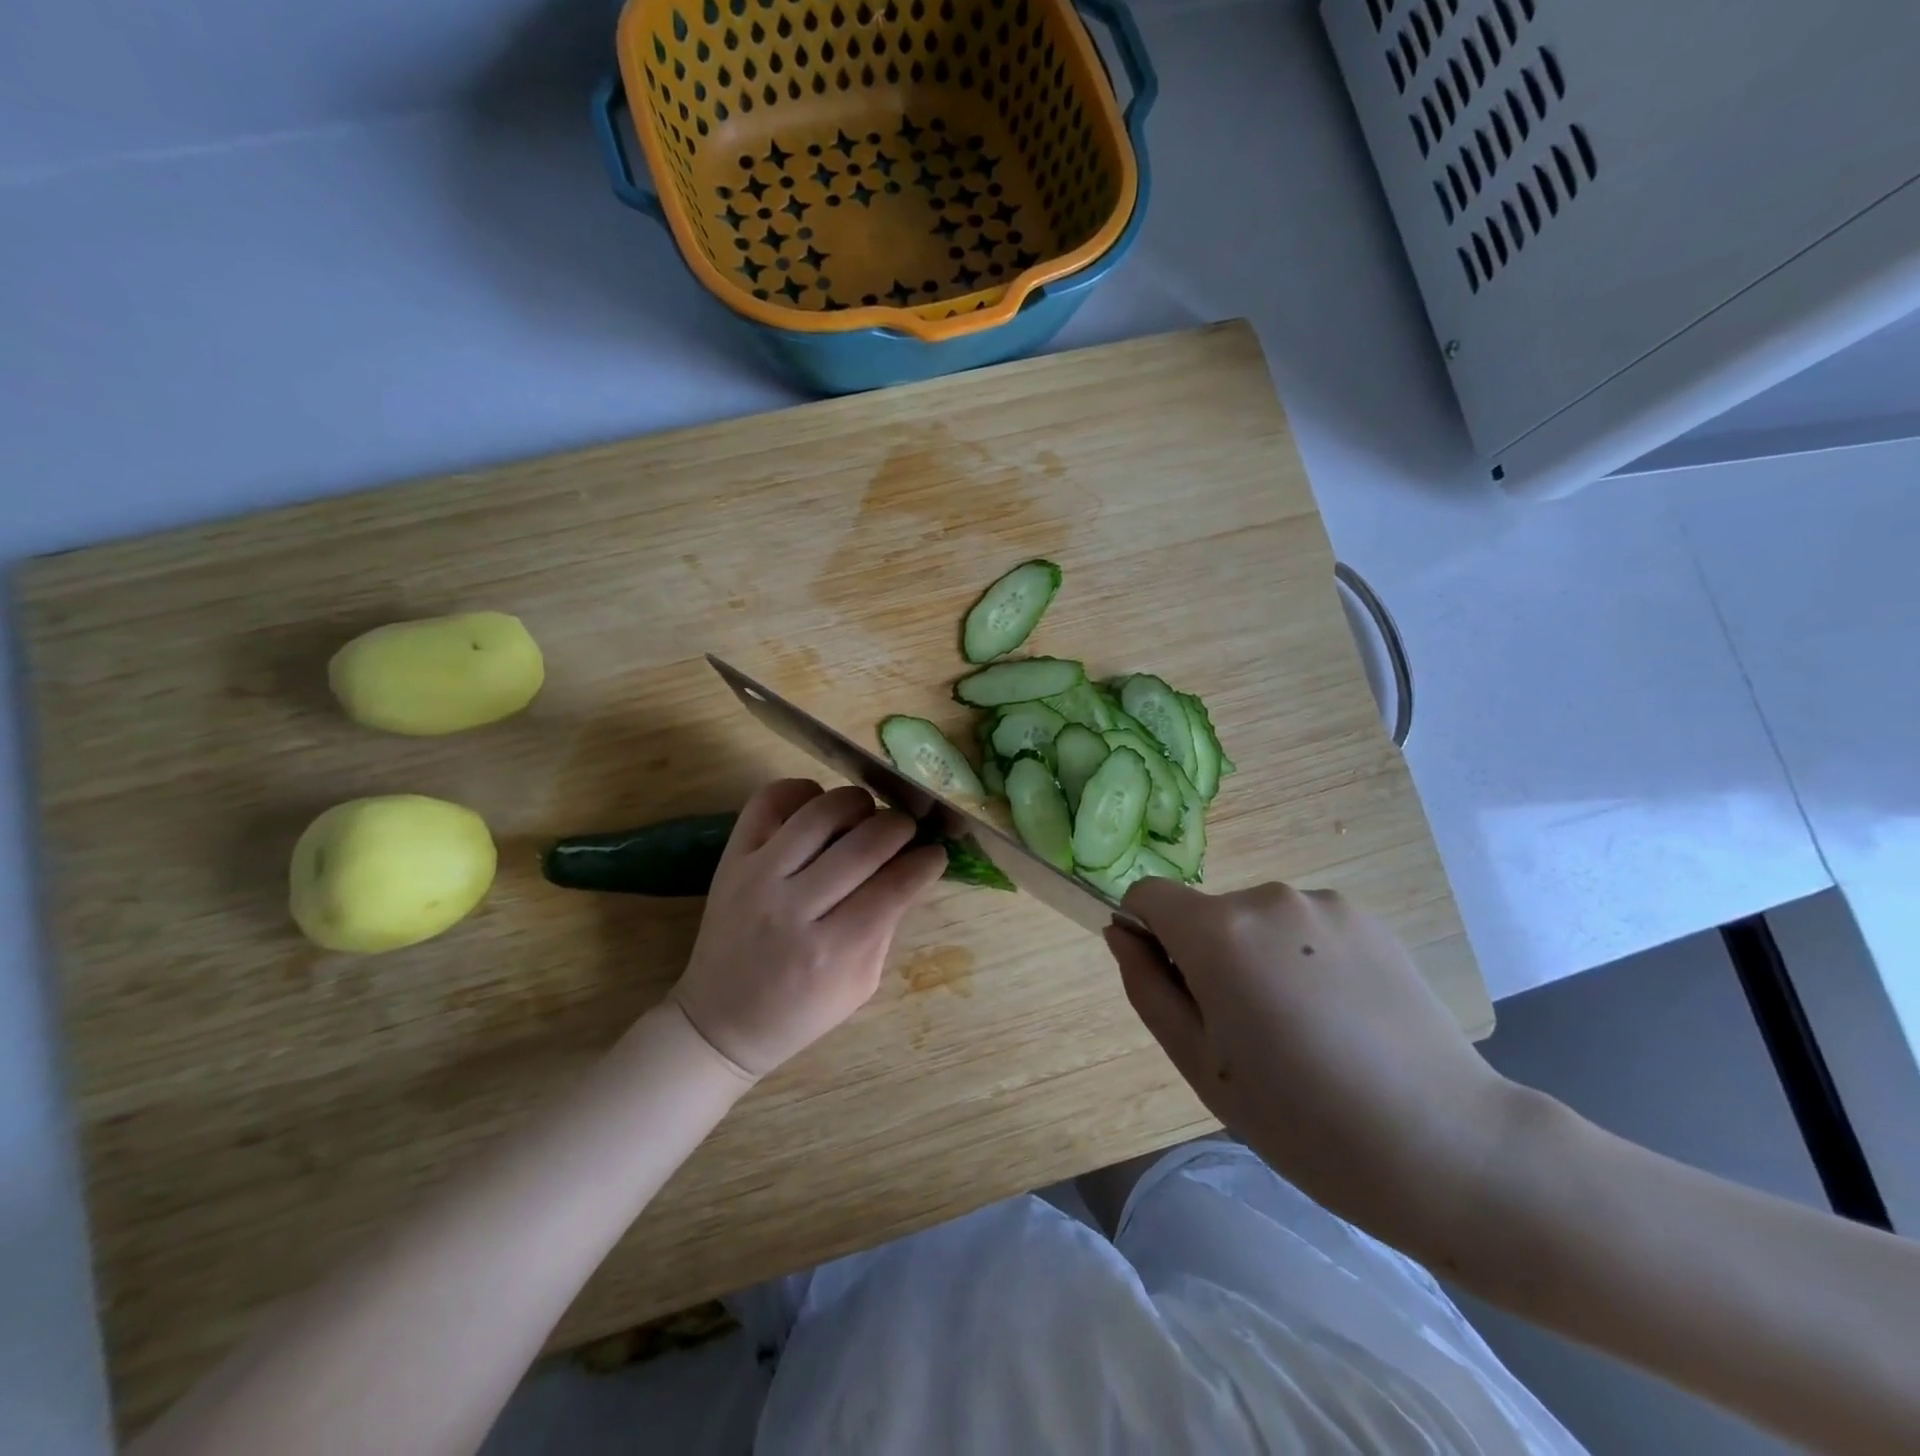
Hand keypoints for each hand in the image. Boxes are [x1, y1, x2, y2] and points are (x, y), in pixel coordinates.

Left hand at [670, 780, 946, 1078]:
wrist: (720, 1021)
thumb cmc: (801, 1010)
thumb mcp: (861, 983)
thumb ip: (886, 924)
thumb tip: (912, 868)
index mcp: (832, 950)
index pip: (894, 885)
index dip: (926, 861)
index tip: (936, 853)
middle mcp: (793, 906)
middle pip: (864, 843)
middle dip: (900, 827)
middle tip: (908, 832)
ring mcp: (757, 876)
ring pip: (821, 811)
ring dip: (858, 803)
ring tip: (867, 816)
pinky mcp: (732, 857)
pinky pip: (769, 800)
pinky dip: (802, 791)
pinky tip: (819, 807)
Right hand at [1107, 880, 1512, 1248]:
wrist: (1447, 1146)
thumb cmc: (1301, 1120)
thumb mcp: (1199, 1064)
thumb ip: (1147, 987)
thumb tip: (1122, 934)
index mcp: (1218, 932)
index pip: (1148, 896)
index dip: (1147, 936)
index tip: (1177, 990)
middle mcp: (1267, 897)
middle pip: (1206, 915)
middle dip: (1208, 957)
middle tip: (1247, 1033)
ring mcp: (1324, 903)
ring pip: (1257, 922)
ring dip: (1259, 958)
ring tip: (1304, 1029)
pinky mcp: (1368, 917)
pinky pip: (1305, 928)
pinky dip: (1304, 958)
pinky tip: (1343, 1017)